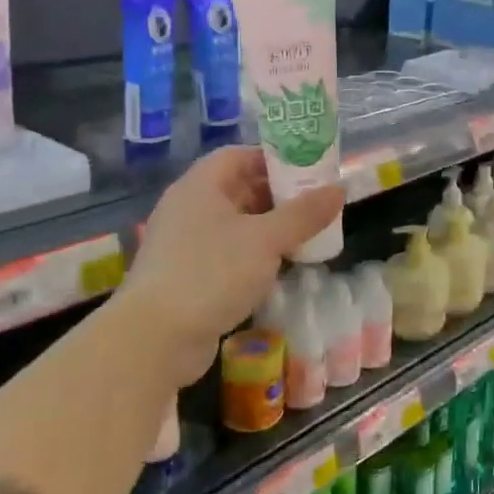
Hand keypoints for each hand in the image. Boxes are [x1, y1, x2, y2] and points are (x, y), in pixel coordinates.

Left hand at [125, 146, 344, 386]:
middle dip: (276, 195)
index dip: (273, 159)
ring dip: (267, 228)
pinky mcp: (185, 276)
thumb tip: (339, 189)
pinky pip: (225, 253)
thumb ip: (304, 214)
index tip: (308, 170)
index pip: (239, 155)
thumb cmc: (212, 273)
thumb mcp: (266, 239)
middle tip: (313, 205)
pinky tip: (277, 268)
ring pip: (233, 223)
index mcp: (200, 186)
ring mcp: (183, 243)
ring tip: (303, 236)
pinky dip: (251, 254)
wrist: (155, 338)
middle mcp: (187, 207)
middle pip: (237, 188)